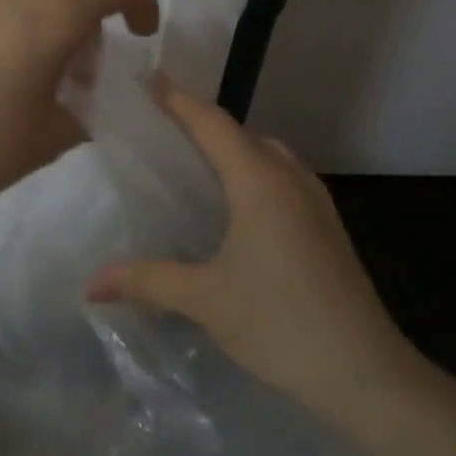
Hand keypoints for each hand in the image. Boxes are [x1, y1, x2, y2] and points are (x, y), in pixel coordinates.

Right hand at [87, 84, 417, 423]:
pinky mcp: (327, 231)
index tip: (150, 81)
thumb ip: (146, 281)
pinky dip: (253, 176)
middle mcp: (291, 181)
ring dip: (233, 151)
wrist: (365, 374)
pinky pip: (283, 182)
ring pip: (269, 158)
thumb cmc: (280, 322)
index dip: (180, 101)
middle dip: (204, 125)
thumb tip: (89, 283)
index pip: (213, 124)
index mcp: (261, 183)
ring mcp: (316, 205)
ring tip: (194, 166)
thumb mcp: (204, 299)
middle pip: (243, 135)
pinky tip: (235, 210)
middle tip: (161, 130)